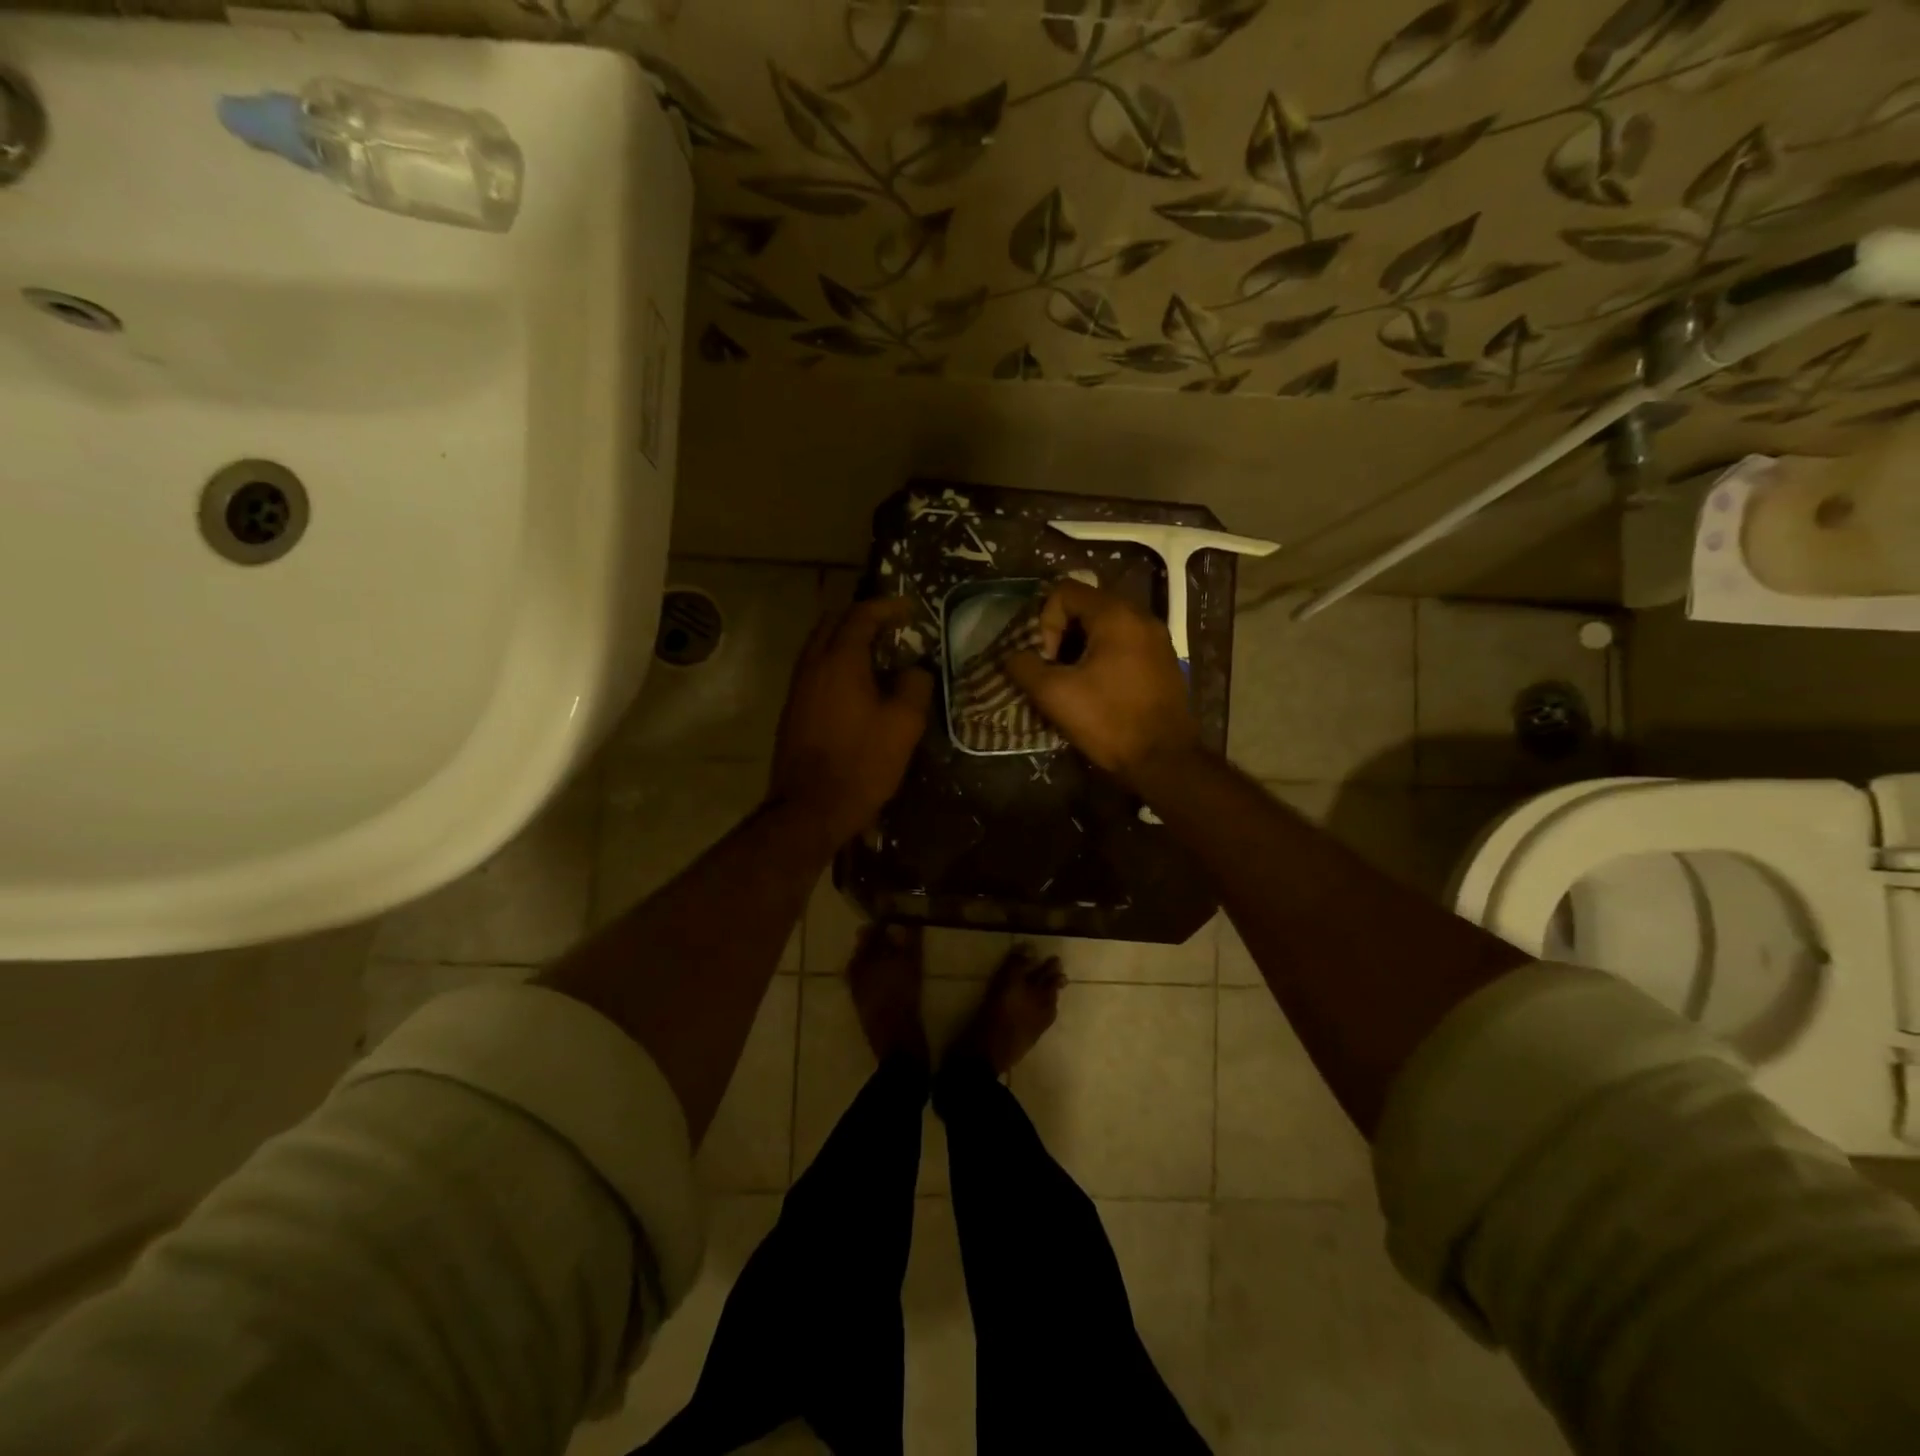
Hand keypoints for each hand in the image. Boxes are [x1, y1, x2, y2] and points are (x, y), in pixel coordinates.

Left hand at [769, 597, 934, 845]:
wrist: (810, 808)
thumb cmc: (862, 763)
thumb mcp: (904, 725)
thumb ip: (914, 686)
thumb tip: (915, 670)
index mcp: (840, 661)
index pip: (861, 616)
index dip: (887, 607)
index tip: (911, 607)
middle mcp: (813, 665)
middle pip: (833, 623)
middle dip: (862, 617)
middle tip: (891, 626)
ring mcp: (798, 688)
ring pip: (820, 646)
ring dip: (846, 640)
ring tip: (878, 653)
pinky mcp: (794, 710)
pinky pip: (816, 669)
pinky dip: (837, 662)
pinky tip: (857, 684)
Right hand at [1004, 580, 1199, 786]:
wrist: (1164, 760)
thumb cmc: (1108, 721)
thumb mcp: (1054, 695)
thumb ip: (1025, 667)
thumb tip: (1014, 656)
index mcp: (1116, 615)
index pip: (1065, 591)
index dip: (1045, 622)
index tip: (1048, 660)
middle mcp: (1141, 617)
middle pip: (1086, 606)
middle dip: (1062, 635)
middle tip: (1055, 670)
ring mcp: (1157, 639)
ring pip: (1105, 626)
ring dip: (1081, 648)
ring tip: (1073, 682)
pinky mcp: (1163, 661)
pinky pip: (1124, 644)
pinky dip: (1104, 657)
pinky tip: (1098, 690)